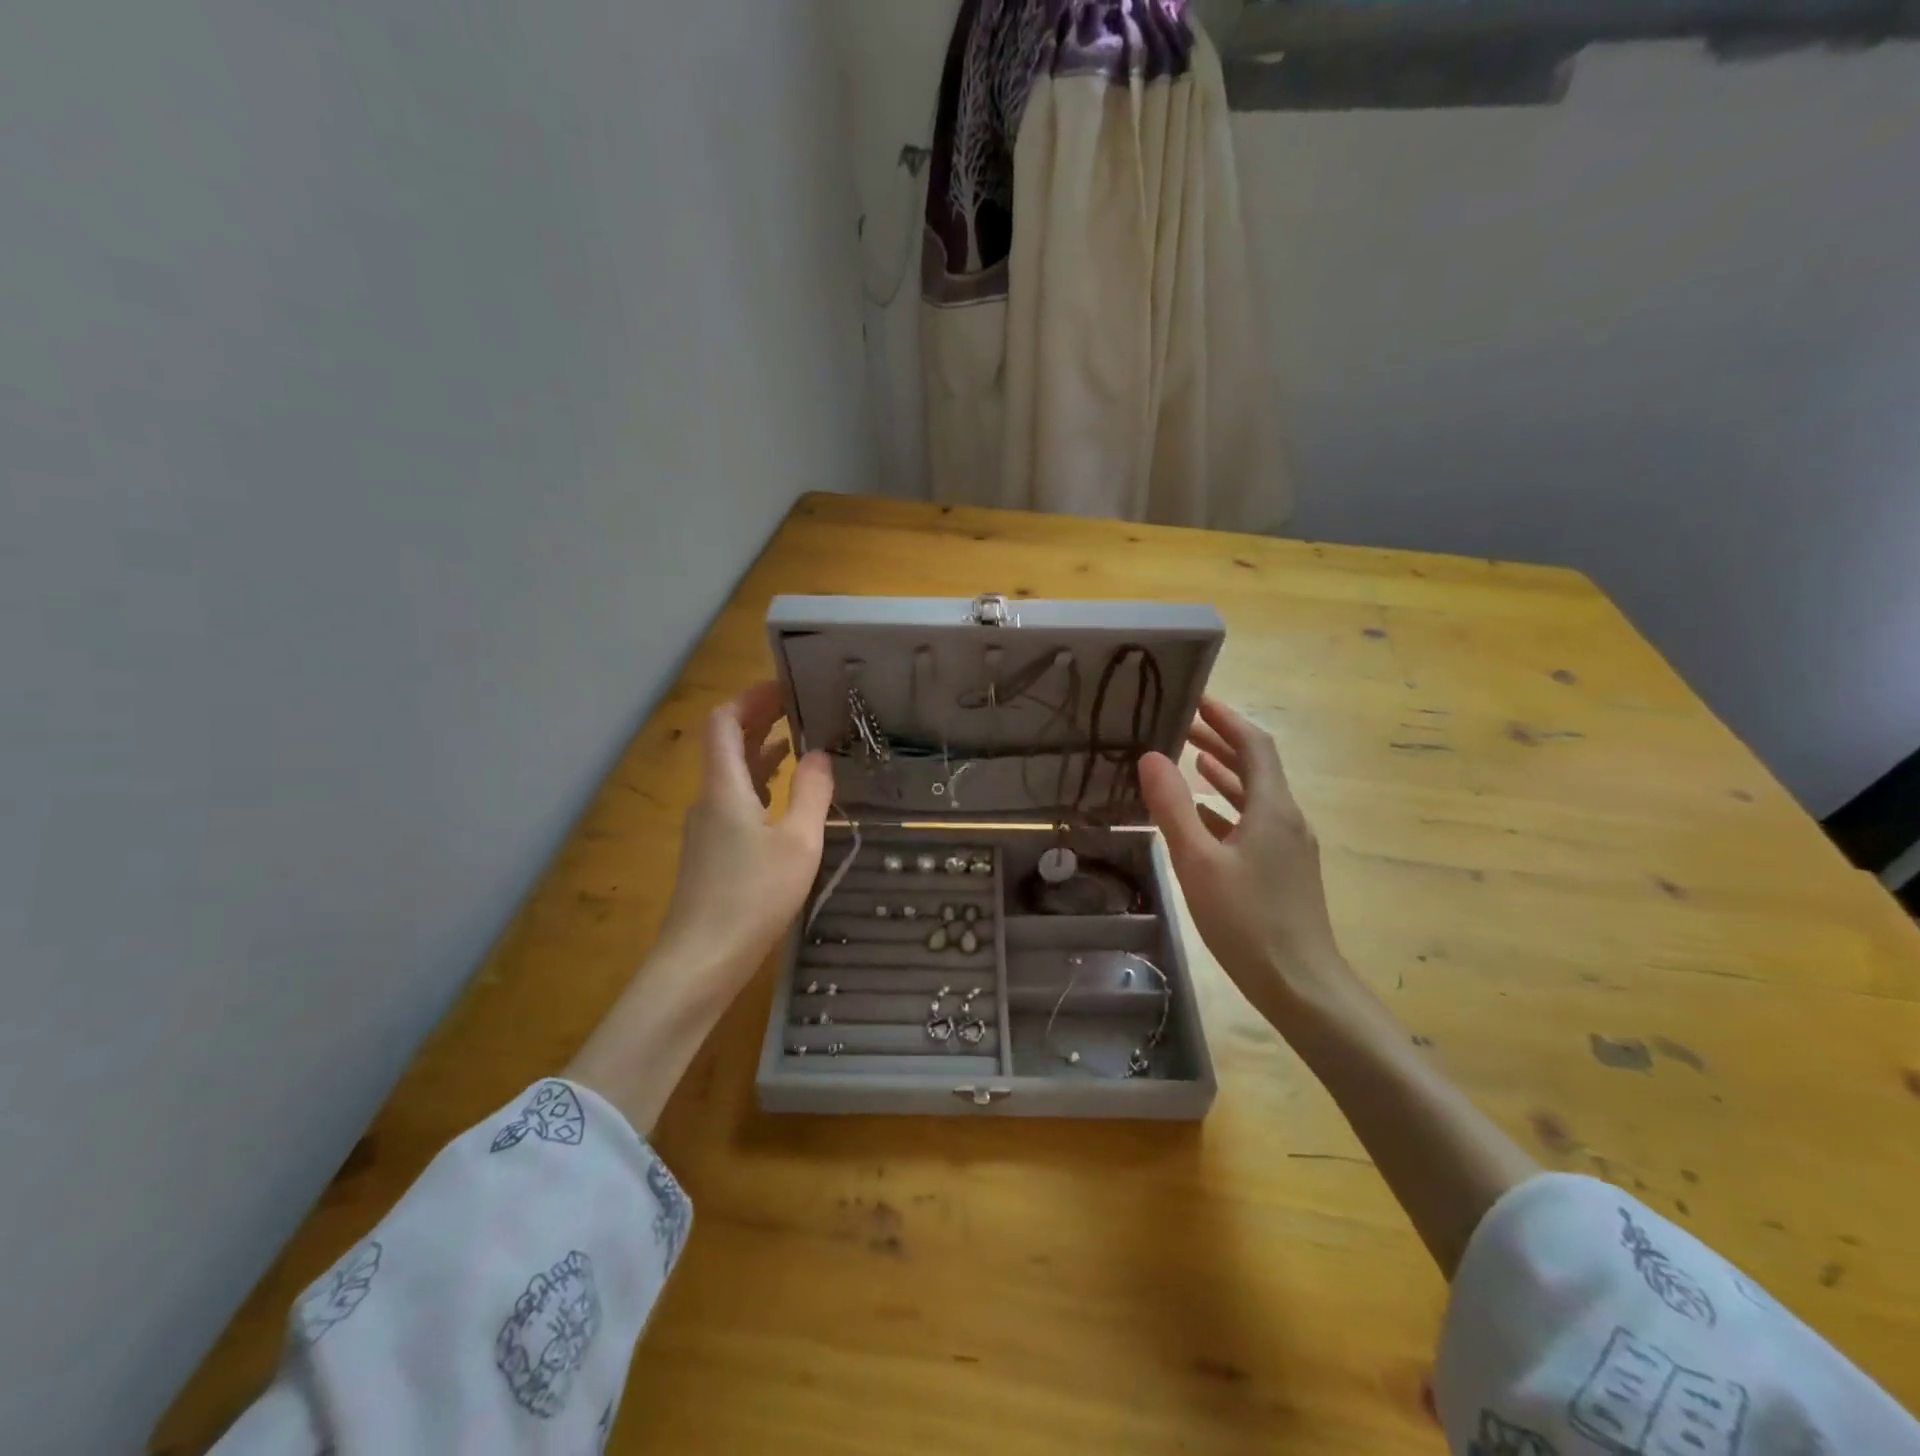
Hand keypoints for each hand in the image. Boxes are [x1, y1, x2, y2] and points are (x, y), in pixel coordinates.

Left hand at [651, 680, 834, 999]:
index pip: (724, 722)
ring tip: (800, 739)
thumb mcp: (797, 843)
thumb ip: (811, 794)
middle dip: (759, 719)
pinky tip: (783, 793)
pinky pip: (734, 799)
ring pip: (731, 773)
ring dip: (760, 750)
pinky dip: (758, 782)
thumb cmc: (752, 898)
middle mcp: (709, 799)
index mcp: (724, 787)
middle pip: (726, 744)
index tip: (786, 686)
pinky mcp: (711, 852)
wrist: (700, 962)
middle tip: (800, 705)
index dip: (750, 698)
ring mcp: (706, 827)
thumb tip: (820, 754)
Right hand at [1139, 698, 1351, 1024]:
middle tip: (1182, 724)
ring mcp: (1289, 845)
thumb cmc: (1246, 921)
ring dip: (1224, 772)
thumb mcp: (1198, 862)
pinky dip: (1227, 806)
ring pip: (1255, 795)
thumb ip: (1173, 808)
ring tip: (1188, 759)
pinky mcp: (1284, 868)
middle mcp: (1287, 818)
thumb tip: (1151, 757)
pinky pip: (1253, 822)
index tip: (1197, 697)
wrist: (1300, 984)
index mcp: (1273, 808)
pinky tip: (1202, 815)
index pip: (1254, 744)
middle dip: (1221, 741)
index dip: (1227, 717)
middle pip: (1256, 766)